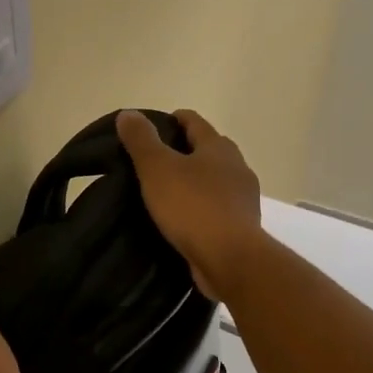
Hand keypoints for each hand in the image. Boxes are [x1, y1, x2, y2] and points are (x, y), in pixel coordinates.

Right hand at [116, 109, 263, 300]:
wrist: (230, 258)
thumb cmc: (192, 207)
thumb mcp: (157, 169)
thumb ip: (141, 140)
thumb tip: (129, 113)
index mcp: (218, 147)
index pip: (194, 122)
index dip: (173, 120)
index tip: (154, 127)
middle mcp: (236, 166)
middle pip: (208, 150)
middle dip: (185, 151)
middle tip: (156, 162)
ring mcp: (243, 198)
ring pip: (215, 180)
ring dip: (195, 182)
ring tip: (168, 193)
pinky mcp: (242, 226)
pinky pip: (218, 208)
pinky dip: (202, 207)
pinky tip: (185, 219)